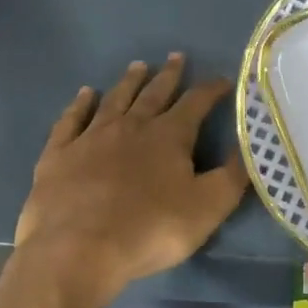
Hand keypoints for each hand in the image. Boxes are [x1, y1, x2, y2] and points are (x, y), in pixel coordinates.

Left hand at [13, 53, 248, 307]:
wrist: (77, 250)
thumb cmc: (149, 230)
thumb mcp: (207, 208)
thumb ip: (232, 177)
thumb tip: (248, 148)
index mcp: (169, 135)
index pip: (196, 102)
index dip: (211, 89)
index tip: (222, 79)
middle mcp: (131, 125)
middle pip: (154, 93)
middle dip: (169, 75)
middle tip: (176, 56)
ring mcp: (91, 137)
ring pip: (115, 99)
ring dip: (129, 82)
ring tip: (138, 66)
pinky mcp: (59, 154)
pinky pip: (71, 120)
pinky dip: (80, 104)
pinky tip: (85, 94)